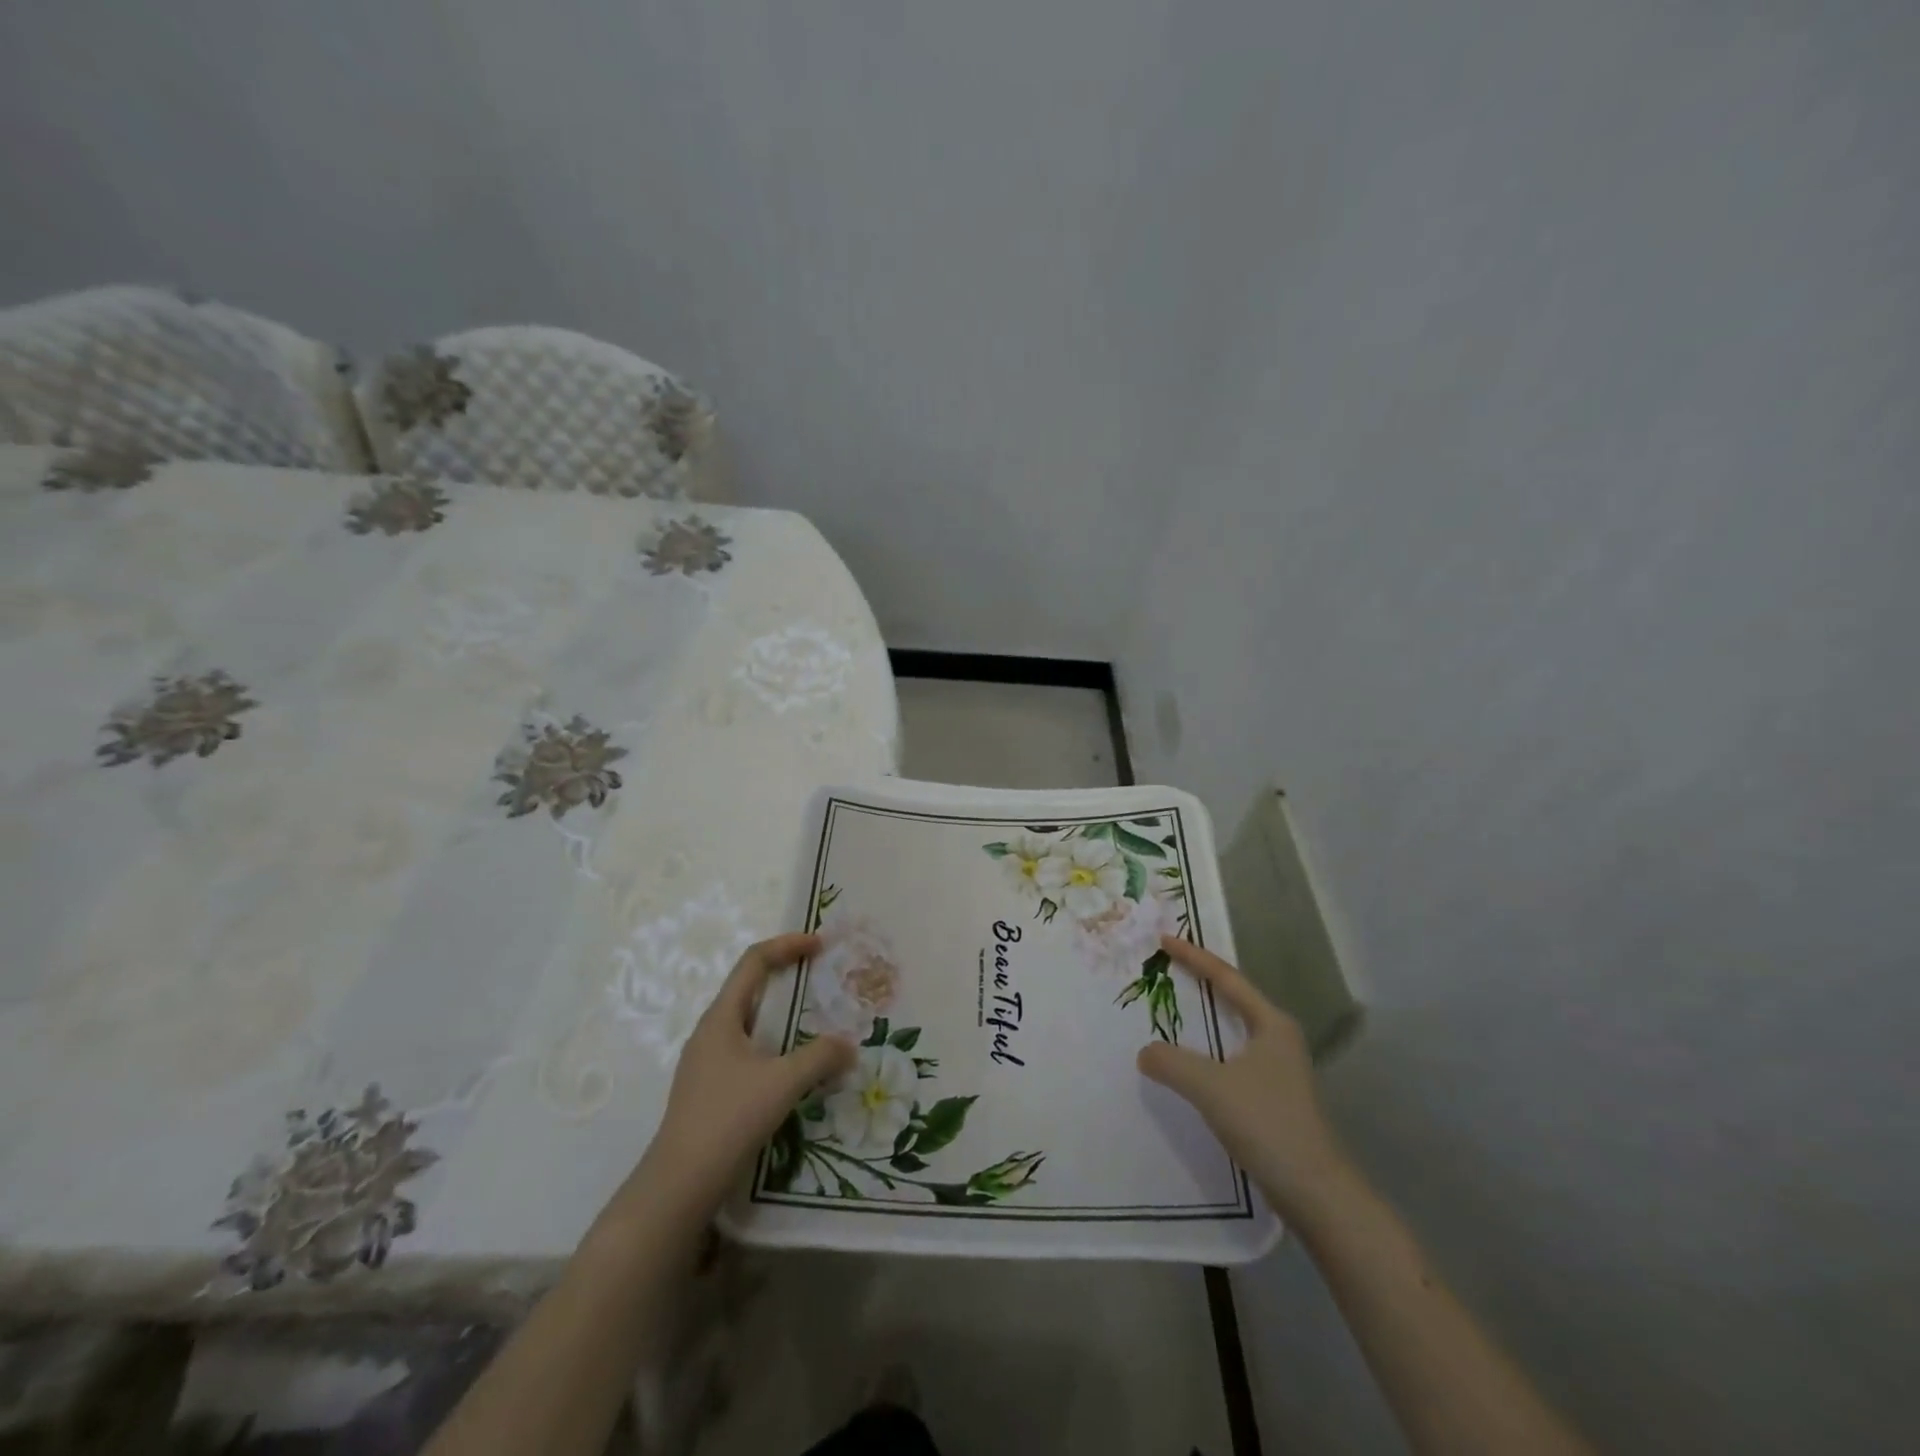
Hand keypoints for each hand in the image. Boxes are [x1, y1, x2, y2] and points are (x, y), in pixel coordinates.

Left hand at [638, 933, 854, 1216]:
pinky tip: (794, 1068)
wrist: (679, 1184)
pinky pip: (748, 1050)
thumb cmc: (729, 1118)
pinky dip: (775, 1044)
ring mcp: (707, 1062)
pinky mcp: (710, 1089)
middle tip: (821, 978)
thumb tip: (849, 1044)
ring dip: (782, 1014)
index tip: (820, 944)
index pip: (754, 961)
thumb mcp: (783, 1083)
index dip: (787, 945)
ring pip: (749, 1022)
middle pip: (750, 987)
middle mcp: (711, 1032)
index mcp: (721, 1017)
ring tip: (815, 1022)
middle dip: (787, 976)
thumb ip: (820, 1057)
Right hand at [1137, 936, 1354, 1223]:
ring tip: (1172, 1006)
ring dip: (1203, 1017)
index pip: (1226, 978)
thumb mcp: (1211, 1087)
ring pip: (1232, 1030)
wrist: (1316, 1192)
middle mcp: (1278, 1038)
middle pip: (1233, 998)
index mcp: (1271, 1024)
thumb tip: (1145, 1052)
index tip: (1164, 939)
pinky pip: (1230, 1057)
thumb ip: (1171, 1063)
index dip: (1194, 957)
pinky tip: (1189, 1062)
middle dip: (1200, 980)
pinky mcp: (1273, 1097)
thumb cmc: (1267, 1124)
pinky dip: (1207, 1049)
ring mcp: (1278, 1069)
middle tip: (1166, 965)